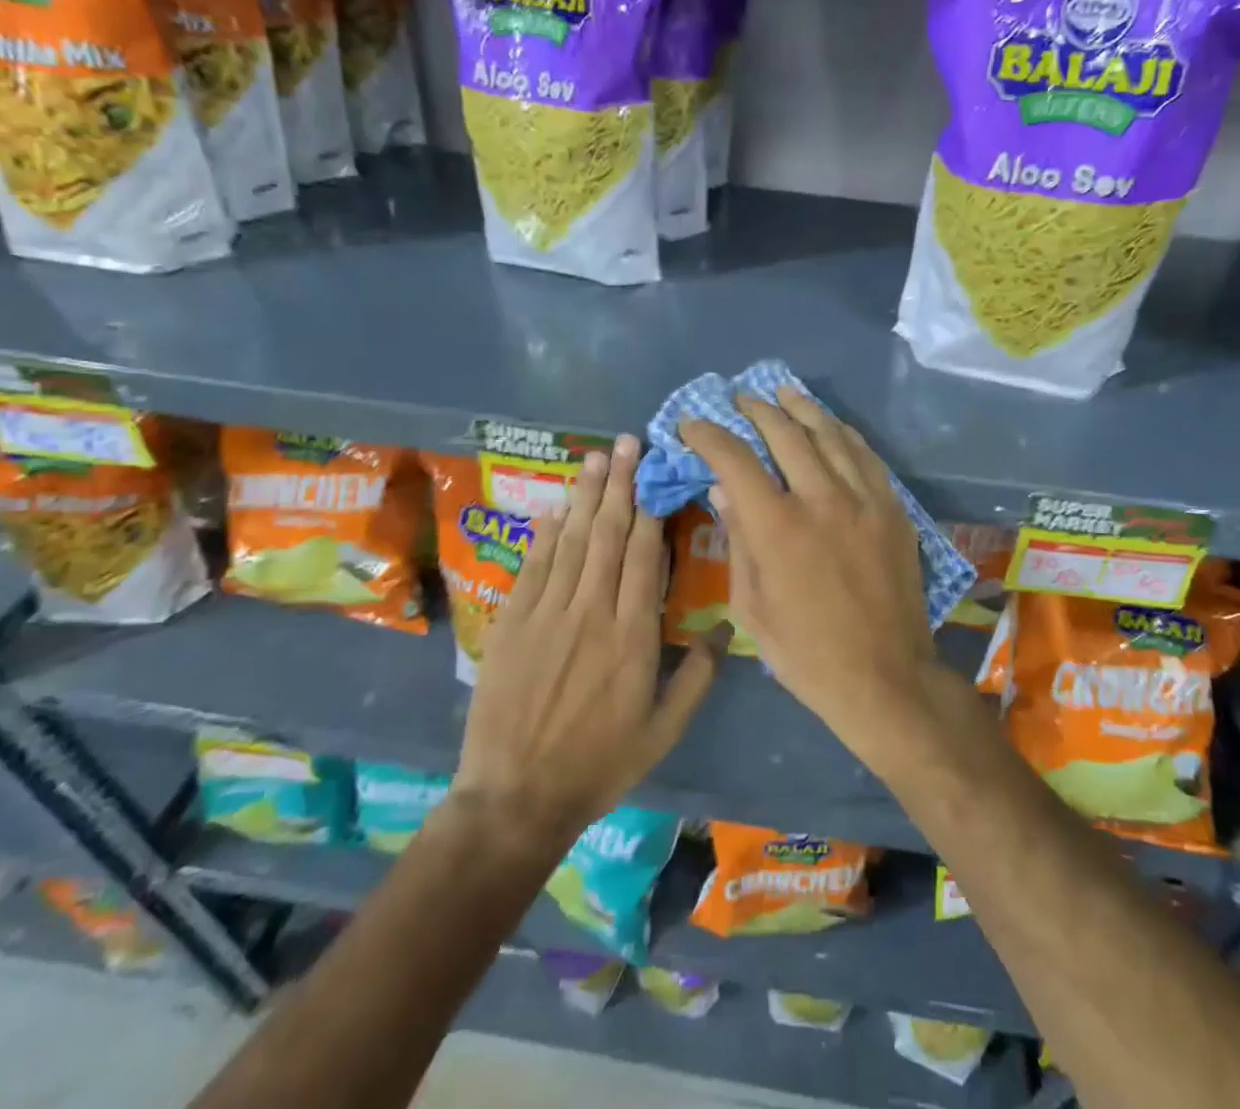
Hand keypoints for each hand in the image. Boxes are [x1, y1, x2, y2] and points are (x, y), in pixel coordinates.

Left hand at [455, 434, 720, 844]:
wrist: (515, 797)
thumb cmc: (600, 763)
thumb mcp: (665, 729)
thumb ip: (699, 676)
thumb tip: (727, 627)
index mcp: (632, 634)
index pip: (643, 556)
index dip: (650, 509)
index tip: (656, 473)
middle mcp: (590, 611)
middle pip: (607, 534)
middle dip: (620, 484)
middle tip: (628, 442)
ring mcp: (546, 613)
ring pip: (571, 541)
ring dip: (585, 495)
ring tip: (597, 457)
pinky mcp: (512, 623)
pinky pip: (533, 566)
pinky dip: (545, 534)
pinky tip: (555, 507)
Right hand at [680, 387, 939, 770]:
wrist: (886, 678)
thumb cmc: (807, 653)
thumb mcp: (752, 607)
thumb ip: (738, 540)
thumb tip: (723, 489)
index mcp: (778, 527)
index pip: (735, 459)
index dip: (708, 434)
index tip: (691, 424)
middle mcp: (822, 499)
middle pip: (785, 433)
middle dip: (756, 410)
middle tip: (739, 399)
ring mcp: (864, 499)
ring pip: (829, 434)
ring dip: (801, 408)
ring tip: (782, 391)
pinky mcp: (893, 508)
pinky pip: (866, 455)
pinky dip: (843, 432)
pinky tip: (830, 424)